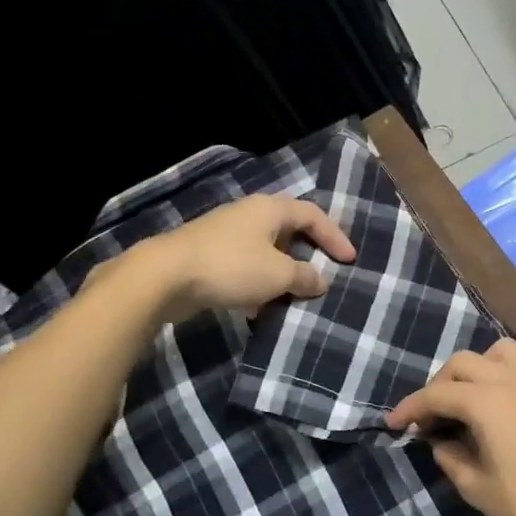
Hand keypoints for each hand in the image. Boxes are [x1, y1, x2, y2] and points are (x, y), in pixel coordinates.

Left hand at [130, 194, 356, 324]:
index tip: (350, 260)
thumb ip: (304, 276)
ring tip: (296, 294)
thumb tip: (321, 280)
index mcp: (270, 209)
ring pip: (266, 250)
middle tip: (324, 272)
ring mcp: (226, 233)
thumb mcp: (278, 274)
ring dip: (283, 271)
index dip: (335, 236)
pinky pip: (246, 265)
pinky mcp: (209, 255)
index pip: (313, 215)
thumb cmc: (231, 267)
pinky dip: (260, 282)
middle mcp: (249, 214)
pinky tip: (261, 306)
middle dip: (308, 252)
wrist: (165, 276)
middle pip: (289, 229)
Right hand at [386, 338, 515, 515]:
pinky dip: (502, 373)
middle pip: (464, 363)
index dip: (411, 407)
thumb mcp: (478, 488)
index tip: (393, 423)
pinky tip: (499, 403)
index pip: (438, 394)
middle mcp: (514, 379)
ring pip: (498, 353)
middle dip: (440, 385)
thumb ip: (451, 457)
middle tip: (429, 416)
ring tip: (466, 400)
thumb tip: (439, 441)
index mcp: (489, 401)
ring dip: (475, 369)